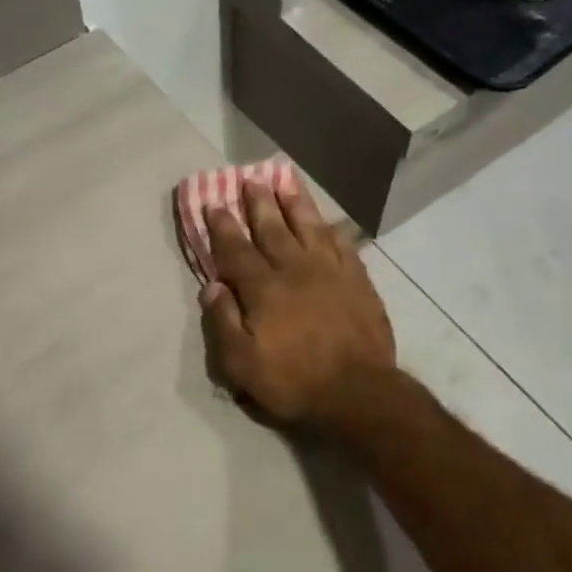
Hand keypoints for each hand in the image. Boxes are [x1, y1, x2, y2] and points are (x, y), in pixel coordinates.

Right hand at [200, 178, 397, 432]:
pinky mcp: (357, 280)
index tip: (214, 204)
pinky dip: (330, 228)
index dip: (223, 226)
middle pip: (272, 228)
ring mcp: (330, 271)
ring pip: (308, 226)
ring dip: (294, 202)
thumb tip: (211, 285)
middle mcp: (295, 269)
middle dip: (258, 202)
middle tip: (250, 178)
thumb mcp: (242, 364)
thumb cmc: (294, 381)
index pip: (237, 250)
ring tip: (285, 180)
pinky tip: (325, 220)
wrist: (359, 393)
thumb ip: (223, 322)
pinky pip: (341, 243)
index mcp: (263, 288)